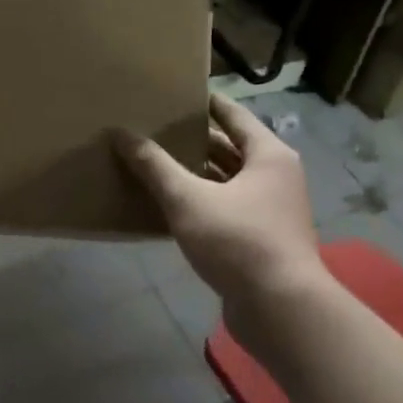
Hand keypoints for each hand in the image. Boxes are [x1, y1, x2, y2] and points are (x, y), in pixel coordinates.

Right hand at [114, 94, 327, 318]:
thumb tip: (121, 133)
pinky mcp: (260, 240)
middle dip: (195, 140)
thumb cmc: (239, 241)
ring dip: (195, 174)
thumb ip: (154, 166)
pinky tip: (168, 205)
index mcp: (268, 156)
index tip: (179, 92)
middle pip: (230, 148)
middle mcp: (275, 177)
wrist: (281, 309)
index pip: (234, 115)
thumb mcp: (188, 199)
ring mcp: (270, 211)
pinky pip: (225, 209)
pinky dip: (200, 203)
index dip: (207, 103)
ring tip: (154, 163)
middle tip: (156, 128)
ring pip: (227, 182)